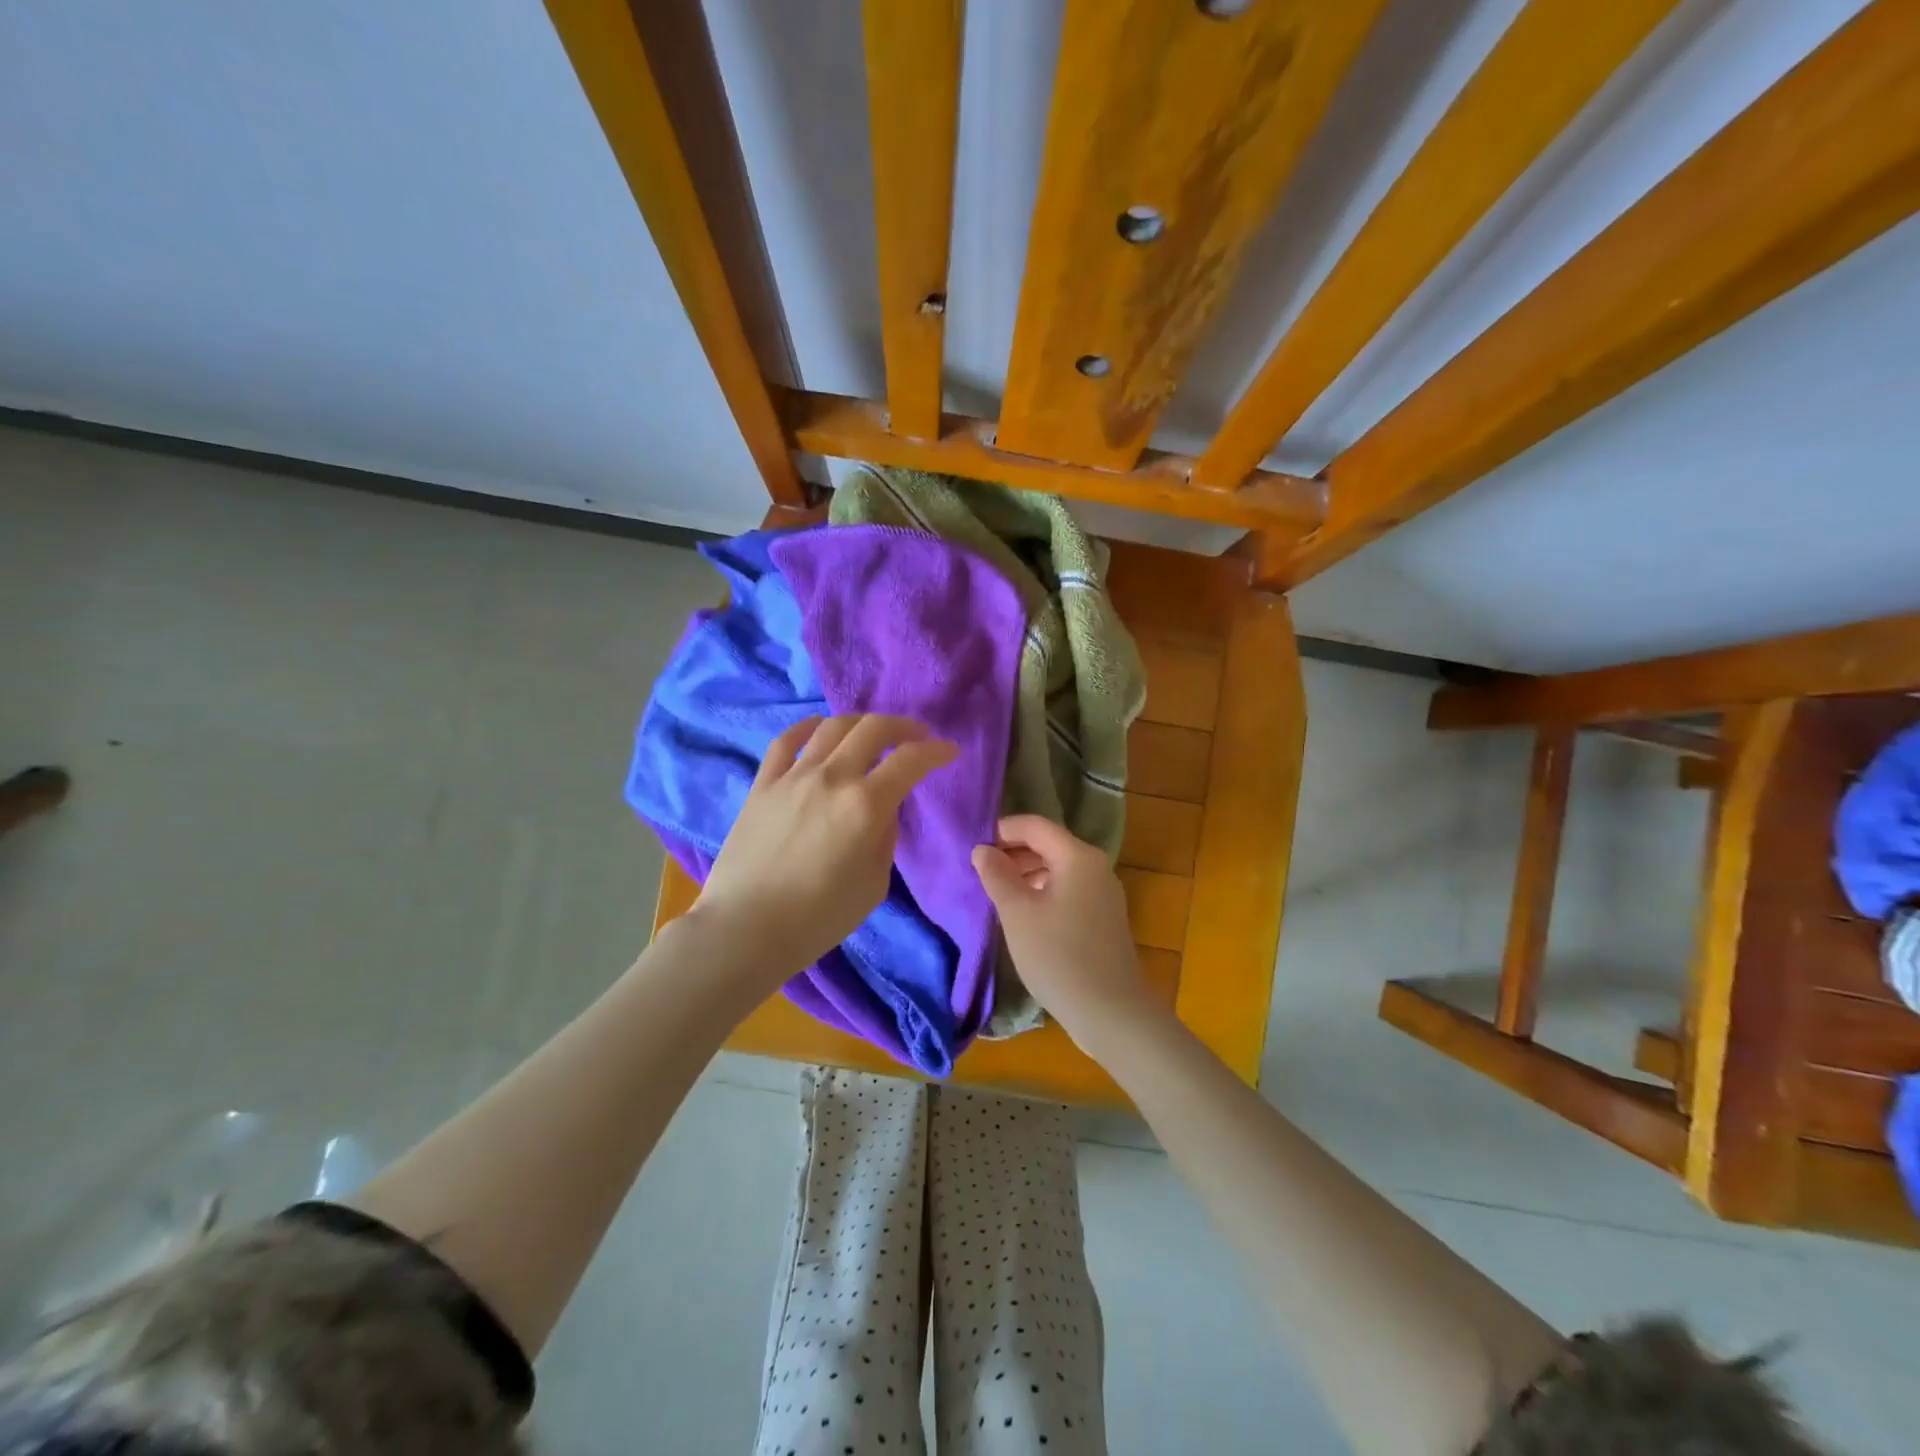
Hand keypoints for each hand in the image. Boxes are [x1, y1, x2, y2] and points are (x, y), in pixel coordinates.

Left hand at [691, 715, 957, 982]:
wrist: (746, 928)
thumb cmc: (819, 918)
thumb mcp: (874, 884)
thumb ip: (885, 838)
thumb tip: (883, 810)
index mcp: (866, 805)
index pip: (911, 761)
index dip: (936, 752)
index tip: (949, 752)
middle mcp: (832, 777)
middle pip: (873, 729)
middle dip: (903, 727)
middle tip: (916, 737)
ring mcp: (793, 776)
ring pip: (832, 727)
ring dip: (860, 723)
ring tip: (871, 734)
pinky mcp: (762, 784)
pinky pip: (786, 741)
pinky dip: (808, 727)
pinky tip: (818, 729)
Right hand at [971, 814, 1158, 1048]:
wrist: (1111, 1013)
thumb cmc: (1058, 956)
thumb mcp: (1018, 913)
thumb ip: (997, 875)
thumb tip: (983, 849)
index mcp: (1078, 857)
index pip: (1035, 826)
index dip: (1003, 830)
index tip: (974, 847)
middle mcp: (1096, 867)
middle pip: (1048, 845)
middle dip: (1013, 853)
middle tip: (980, 872)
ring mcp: (1103, 893)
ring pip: (1058, 869)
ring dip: (1026, 874)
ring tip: (996, 894)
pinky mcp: (1103, 918)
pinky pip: (1068, 890)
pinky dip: (1043, 892)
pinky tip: (1023, 915)